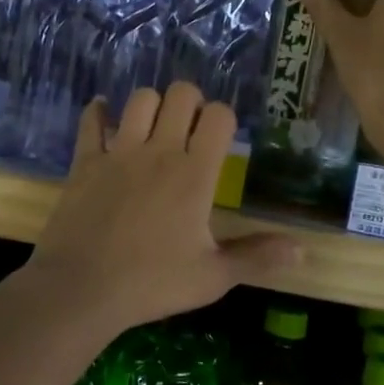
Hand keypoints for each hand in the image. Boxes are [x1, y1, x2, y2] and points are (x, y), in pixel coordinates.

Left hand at [26, 83, 299, 332]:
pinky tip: (103, 114)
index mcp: (194, 174)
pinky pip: (91, 122)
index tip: (221, 140)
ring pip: (140, 99)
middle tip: (190, 129)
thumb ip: (256, 257)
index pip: (219, 116)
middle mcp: (159, 151)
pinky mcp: (85, 161)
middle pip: (181, 94)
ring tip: (154, 128)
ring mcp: (119, 152)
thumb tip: (302, 252)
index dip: (224, 119)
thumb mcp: (213, 277)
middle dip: (191, 102)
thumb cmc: (152, 283)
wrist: (81, 289)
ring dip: (151, 106)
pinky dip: (98, 113)